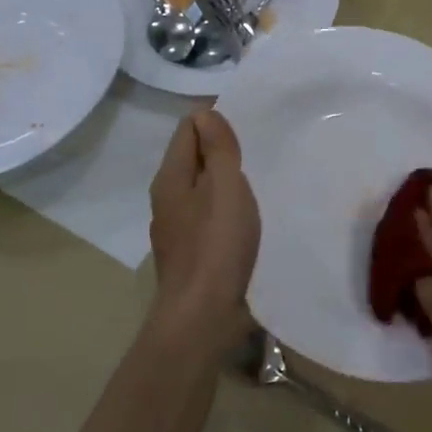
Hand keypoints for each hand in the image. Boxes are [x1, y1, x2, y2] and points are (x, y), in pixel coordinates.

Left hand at [147, 110, 259, 346]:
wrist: (203, 317)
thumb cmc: (216, 245)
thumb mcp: (224, 187)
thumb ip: (217, 149)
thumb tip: (205, 114)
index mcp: (171, 178)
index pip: (187, 129)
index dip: (216, 119)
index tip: (250, 124)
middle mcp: (168, 199)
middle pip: (194, 159)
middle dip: (224, 149)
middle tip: (262, 148)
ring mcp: (178, 229)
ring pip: (204, 190)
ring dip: (228, 181)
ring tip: (262, 180)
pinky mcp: (193, 253)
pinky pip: (211, 216)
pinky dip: (228, 209)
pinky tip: (251, 218)